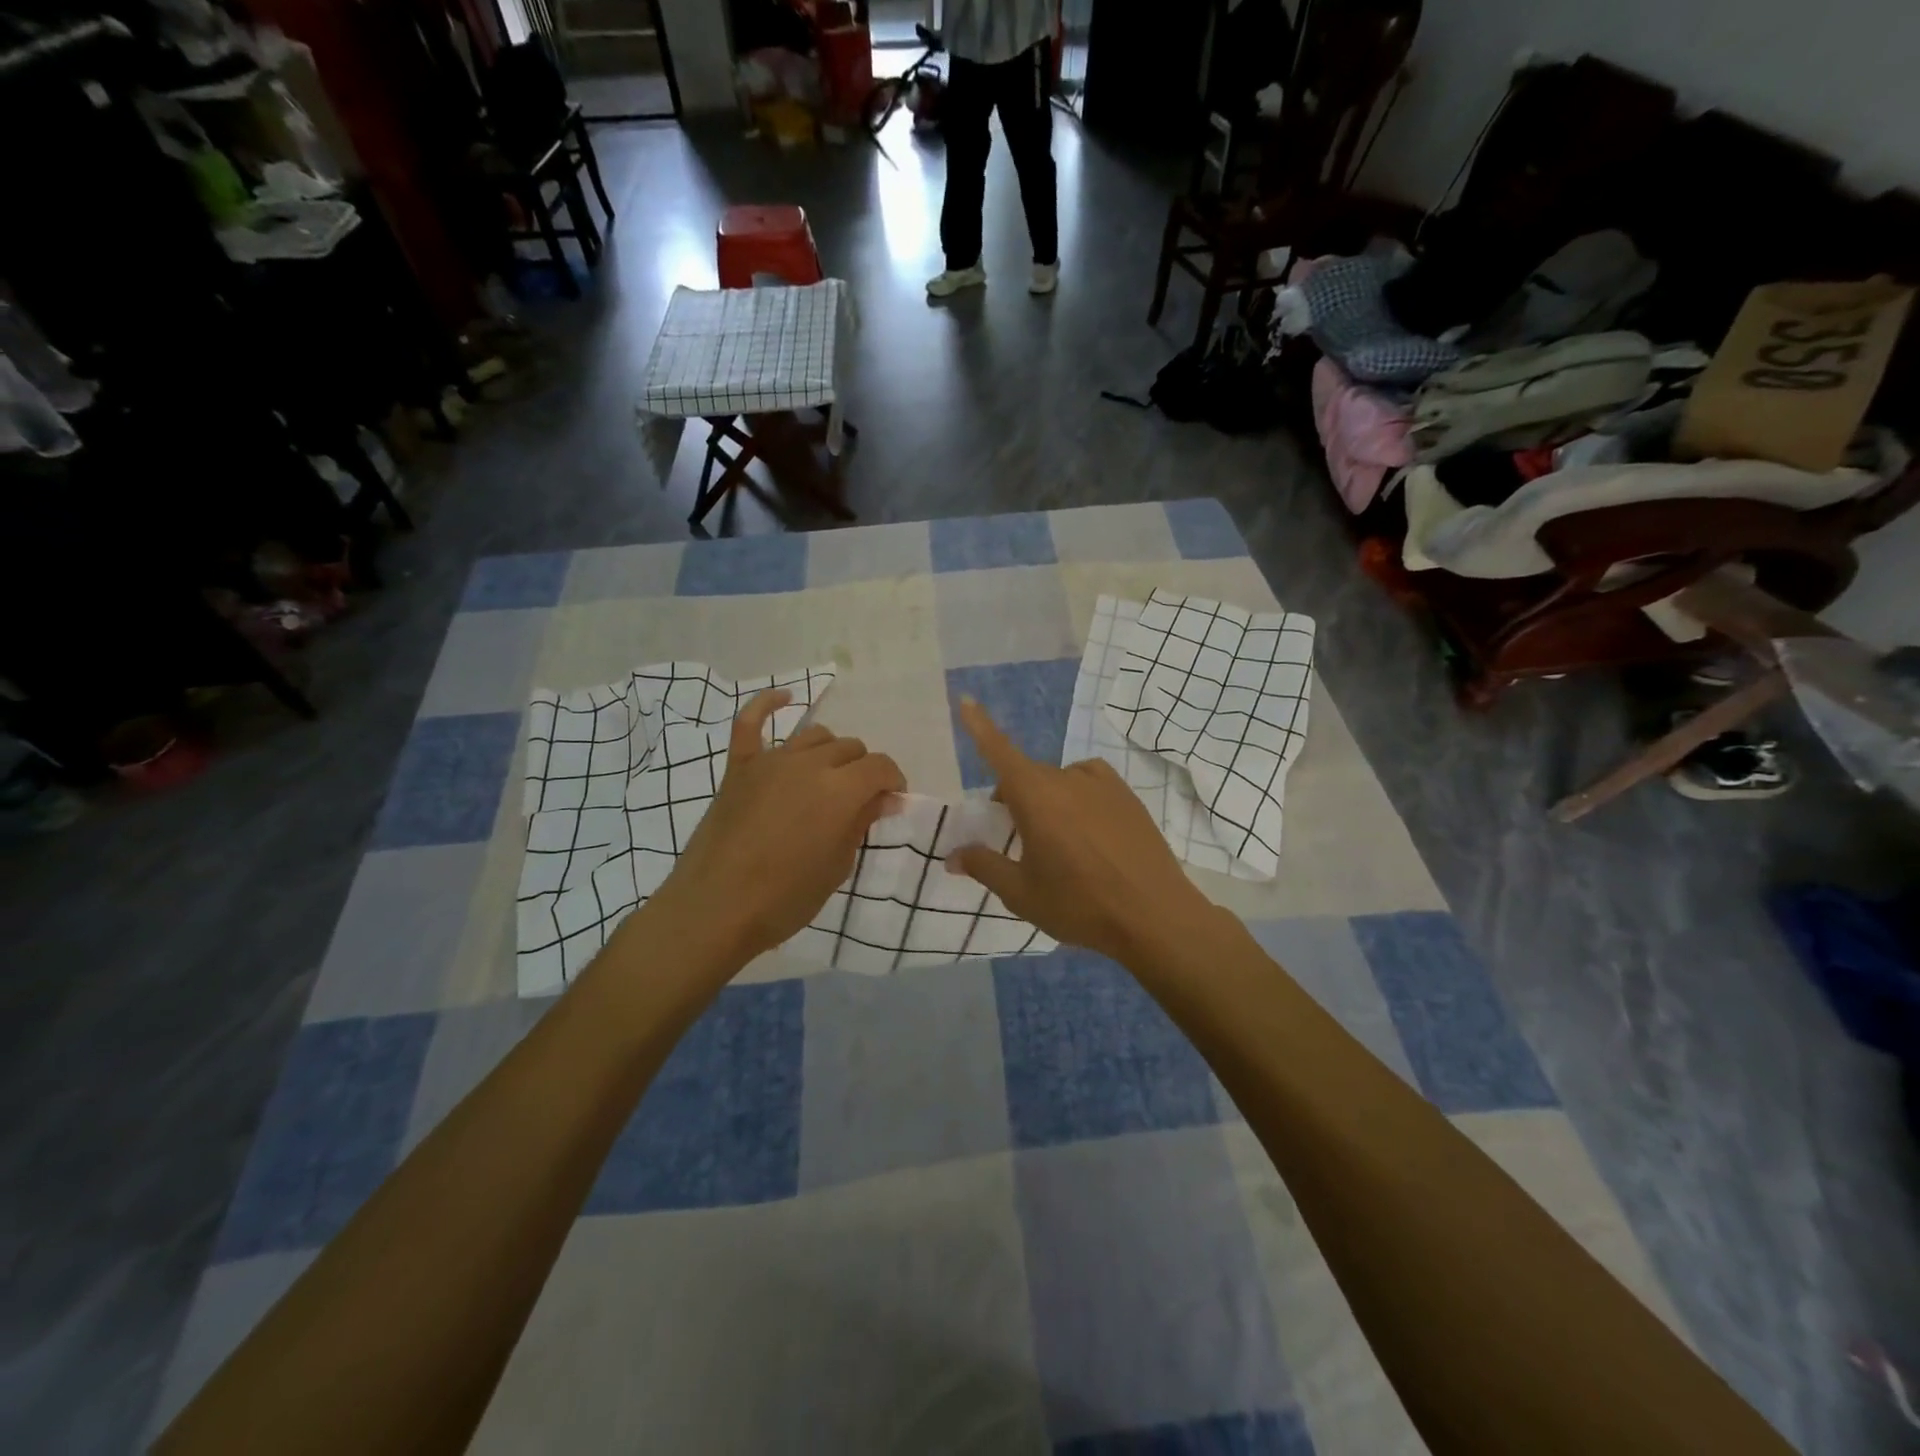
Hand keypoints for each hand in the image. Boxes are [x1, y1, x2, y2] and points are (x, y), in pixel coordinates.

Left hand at [653, 690, 905, 963]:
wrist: (714, 909)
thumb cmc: (784, 899)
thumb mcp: (837, 867)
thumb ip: (861, 823)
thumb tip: (884, 798)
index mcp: (840, 791)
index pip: (880, 766)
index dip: (893, 781)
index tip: (892, 801)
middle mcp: (809, 764)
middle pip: (850, 748)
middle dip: (863, 770)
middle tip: (859, 801)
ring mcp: (770, 761)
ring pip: (814, 736)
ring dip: (830, 752)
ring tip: (828, 777)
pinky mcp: (739, 768)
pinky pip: (750, 723)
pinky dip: (768, 705)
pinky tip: (784, 698)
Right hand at [947, 698, 1220, 964]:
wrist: (1154, 916)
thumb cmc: (1079, 905)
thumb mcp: (1022, 893)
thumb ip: (984, 867)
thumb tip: (953, 855)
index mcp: (1035, 796)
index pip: (999, 752)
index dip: (980, 726)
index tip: (967, 699)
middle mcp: (1067, 779)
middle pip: (1028, 777)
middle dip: (1013, 799)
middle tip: (1016, 841)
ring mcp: (1103, 785)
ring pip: (1060, 782)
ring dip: (1047, 800)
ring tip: (1058, 843)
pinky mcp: (1128, 797)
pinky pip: (1090, 784)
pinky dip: (1077, 797)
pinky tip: (1087, 830)